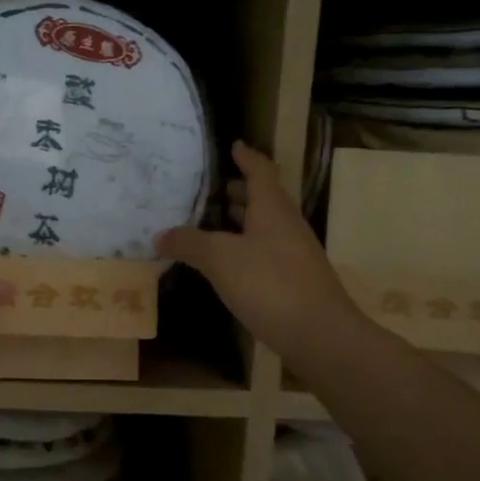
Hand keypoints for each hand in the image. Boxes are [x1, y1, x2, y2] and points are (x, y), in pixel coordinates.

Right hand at [157, 141, 355, 363]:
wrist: (319, 335)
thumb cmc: (269, 284)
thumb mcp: (220, 259)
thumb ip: (189, 243)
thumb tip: (160, 234)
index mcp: (272, 209)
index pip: (261, 171)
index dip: (246, 157)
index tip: (234, 145)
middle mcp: (286, 225)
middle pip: (264, 199)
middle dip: (241, 191)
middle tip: (214, 188)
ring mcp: (293, 254)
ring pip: (265, 227)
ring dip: (242, 221)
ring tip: (213, 222)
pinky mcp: (294, 281)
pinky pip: (265, 252)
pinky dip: (245, 248)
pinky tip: (227, 264)